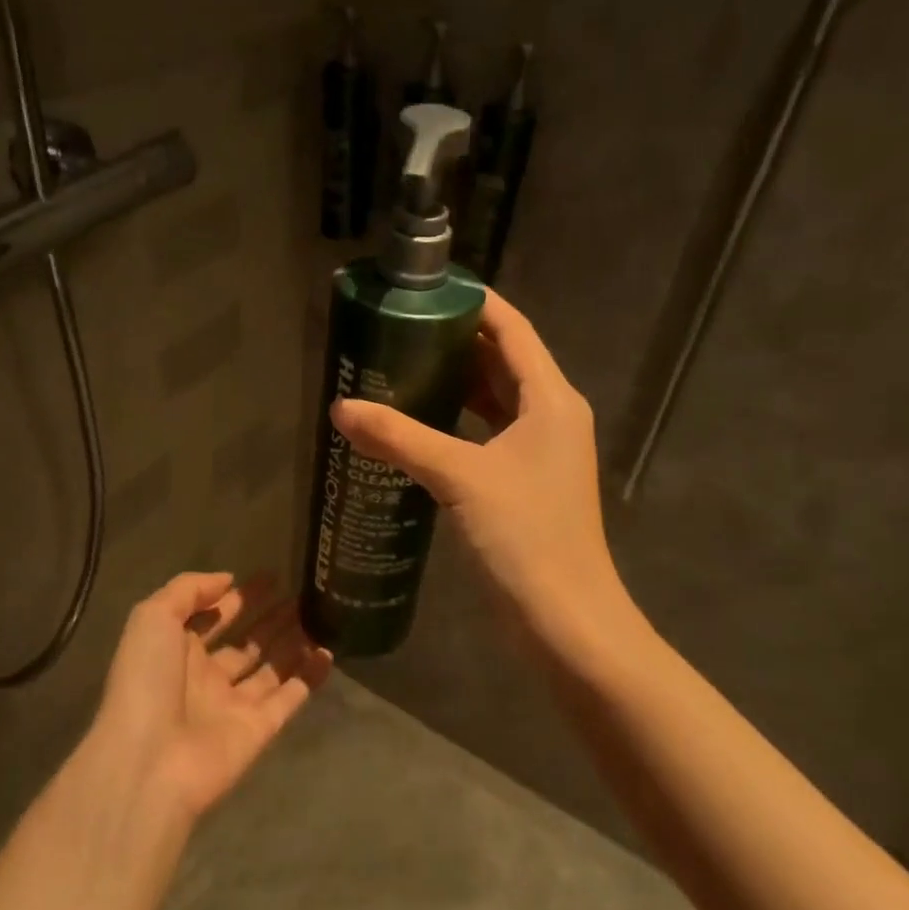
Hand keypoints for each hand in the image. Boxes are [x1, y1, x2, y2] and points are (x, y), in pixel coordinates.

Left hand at [90, 573, 330, 823]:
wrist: (150, 762)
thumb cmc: (146, 681)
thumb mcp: (152, 617)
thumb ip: (188, 590)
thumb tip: (228, 580)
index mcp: (176, 650)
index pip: (213, 617)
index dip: (239, 597)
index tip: (271, 578)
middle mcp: (205, 677)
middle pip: (246, 642)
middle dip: (270, 619)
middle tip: (301, 596)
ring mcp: (233, 705)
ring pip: (270, 668)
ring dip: (292, 642)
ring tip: (320, 615)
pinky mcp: (259, 730)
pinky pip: (290, 697)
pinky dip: (309, 677)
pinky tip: (329, 651)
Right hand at [331, 289, 633, 661]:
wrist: (566, 619)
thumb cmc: (525, 536)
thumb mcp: (459, 478)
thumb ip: (399, 438)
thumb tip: (341, 406)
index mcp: (550, 399)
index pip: (512, 330)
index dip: (474, 303)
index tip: (426, 290)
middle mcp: (551, 416)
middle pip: (503, 361)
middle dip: (455, 342)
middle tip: (399, 331)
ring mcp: (541, 452)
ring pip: (495, 400)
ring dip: (455, 383)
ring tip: (400, 369)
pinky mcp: (526, 483)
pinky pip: (489, 434)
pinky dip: (458, 423)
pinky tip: (419, 427)